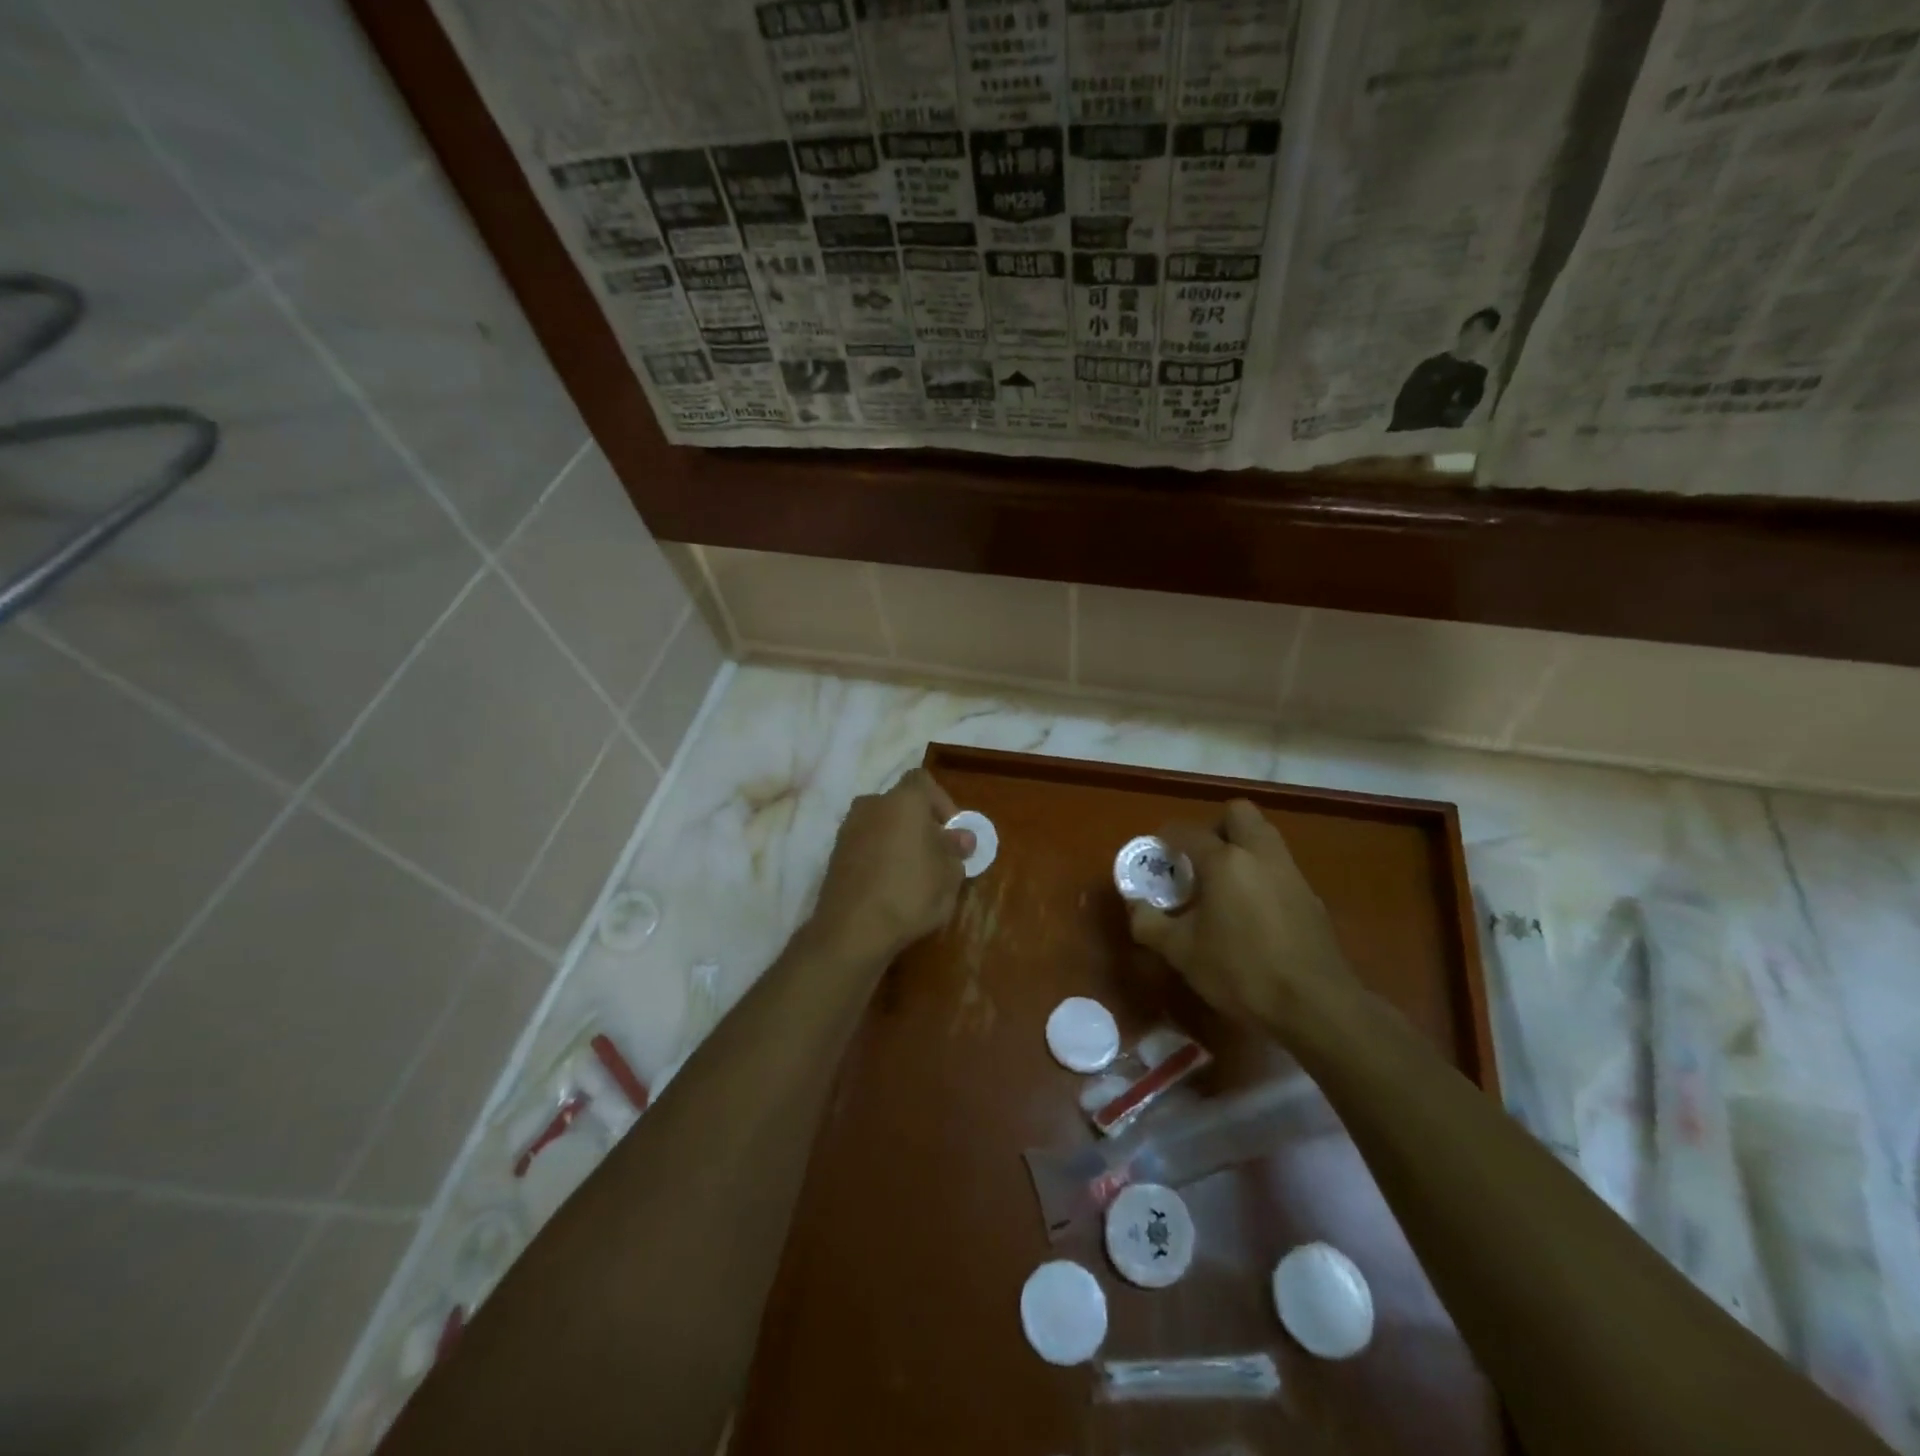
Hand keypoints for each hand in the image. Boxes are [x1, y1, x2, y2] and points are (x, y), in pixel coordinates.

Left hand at [809, 769, 972, 962]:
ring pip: (881, 825)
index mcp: (903, 800)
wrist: (852, 930)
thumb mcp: (949, 875)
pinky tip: (889, 886)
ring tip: (914, 874)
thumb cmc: (910, 893)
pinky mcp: (834, 855)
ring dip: (898, 841)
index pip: (923, 781)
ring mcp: (848, 829)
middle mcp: (872, 805)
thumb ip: (956, 850)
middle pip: (901, 804)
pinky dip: (879, 857)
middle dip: (920, 824)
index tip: (952, 832)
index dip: (942, 802)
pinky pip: (865, 845)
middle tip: (936, 854)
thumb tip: (961, 837)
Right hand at [1128, 800, 1354, 1036]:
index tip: (1157, 853)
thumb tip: (1135, 905)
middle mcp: (1260, 854)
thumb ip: (1149, 923)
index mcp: (1225, 861)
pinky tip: (1252, 911)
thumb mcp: (1181, 952)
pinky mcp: (1311, 897)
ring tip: (1223, 883)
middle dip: (1215, 826)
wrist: (1316, 1006)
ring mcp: (1291, 873)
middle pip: (1238, 813)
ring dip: (1242, 847)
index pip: (1187, 831)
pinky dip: (1262, 873)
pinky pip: (1280, 867)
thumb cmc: (1240, 972)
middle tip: (1199, 858)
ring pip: (1264, 837)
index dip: (1166, 837)